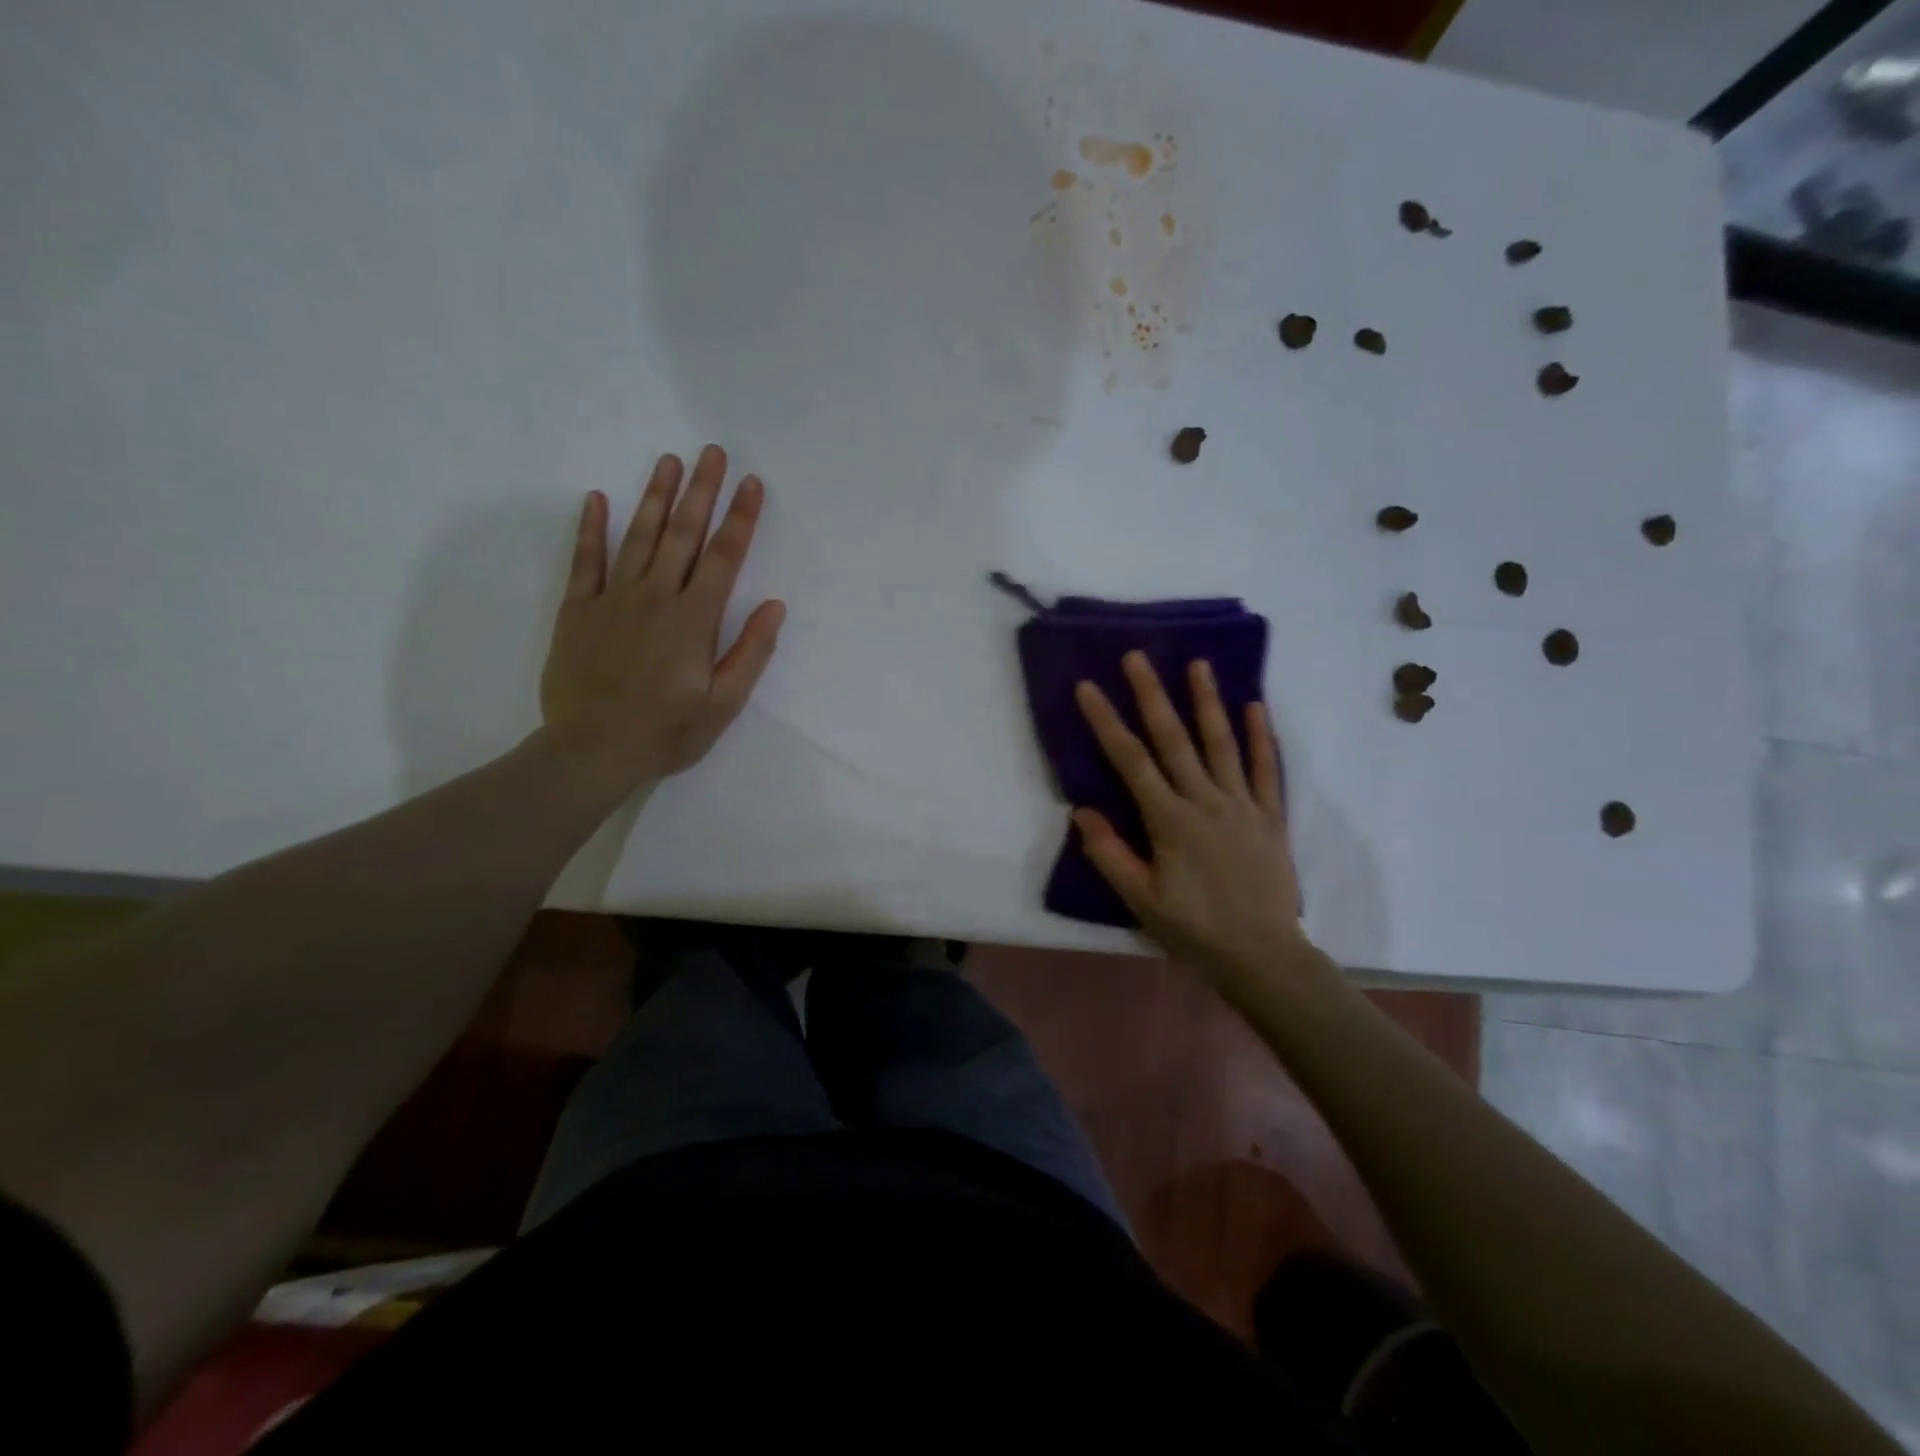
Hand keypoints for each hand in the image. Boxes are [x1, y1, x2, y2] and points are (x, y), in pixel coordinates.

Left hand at [540, 445, 784, 796]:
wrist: (592, 750)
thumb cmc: (667, 731)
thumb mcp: (723, 704)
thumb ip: (750, 653)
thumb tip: (775, 607)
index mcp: (694, 619)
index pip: (724, 557)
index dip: (741, 518)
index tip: (752, 483)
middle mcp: (656, 597)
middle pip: (683, 534)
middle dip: (702, 491)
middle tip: (713, 451)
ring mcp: (613, 600)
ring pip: (638, 537)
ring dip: (656, 497)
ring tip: (669, 461)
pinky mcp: (579, 611)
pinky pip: (585, 561)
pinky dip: (592, 529)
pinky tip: (598, 498)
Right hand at [1074, 653, 1306, 983]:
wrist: (1262, 955)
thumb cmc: (1194, 929)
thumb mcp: (1140, 900)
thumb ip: (1110, 853)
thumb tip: (1082, 809)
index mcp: (1169, 820)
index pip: (1130, 761)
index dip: (1107, 721)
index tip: (1088, 687)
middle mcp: (1205, 801)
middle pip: (1174, 739)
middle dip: (1152, 694)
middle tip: (1137, 656)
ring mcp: (1242, 805)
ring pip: (1222, 743)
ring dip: (1208, 701)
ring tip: (1199, 664)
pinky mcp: (1270, 816)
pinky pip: (1266, 769)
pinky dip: (1261, 737)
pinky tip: (1255, 706)